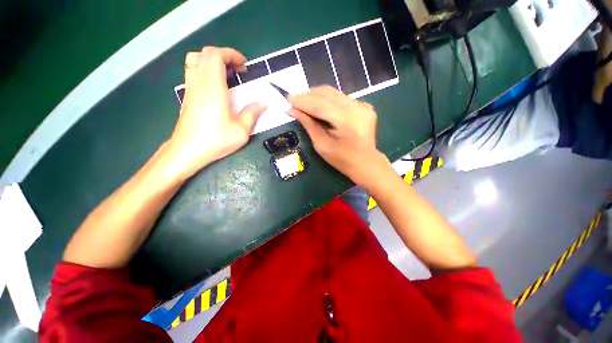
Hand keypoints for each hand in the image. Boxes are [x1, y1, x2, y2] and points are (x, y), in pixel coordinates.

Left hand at [168, 47, 266, 178]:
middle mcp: (199, 83)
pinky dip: (205, 71)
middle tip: (238, 71)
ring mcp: (190, 89)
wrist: (187, 151)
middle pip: (204, 54)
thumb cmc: (215, 140)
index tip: (244, 66)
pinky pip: (193, 72)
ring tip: (227, 76)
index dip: (230, 54)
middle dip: (224, 56)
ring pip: (195, 60)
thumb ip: (252, 114)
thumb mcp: (241, 131)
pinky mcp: (187, 96)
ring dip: (212, 61)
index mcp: (213, 88)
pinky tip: (217, 88)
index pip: (215, 55)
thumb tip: (261, 104)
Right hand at [288, 86, 389, 185]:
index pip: (320, 105)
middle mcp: (357, 108)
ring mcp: (363, 105)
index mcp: (347, 121)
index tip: (288, 99)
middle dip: (307, 96)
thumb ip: (308, 124)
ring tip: (303, 102)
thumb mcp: (322, 145)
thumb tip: (291, 110)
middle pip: (327, 94)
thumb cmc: (342, 160)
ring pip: (334, 93)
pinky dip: (327, 99)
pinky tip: (318, 105)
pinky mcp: (364, 105)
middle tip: (293, 100)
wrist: (366, 163)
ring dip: (316, 95)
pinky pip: (340, 98)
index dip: (303, 101)